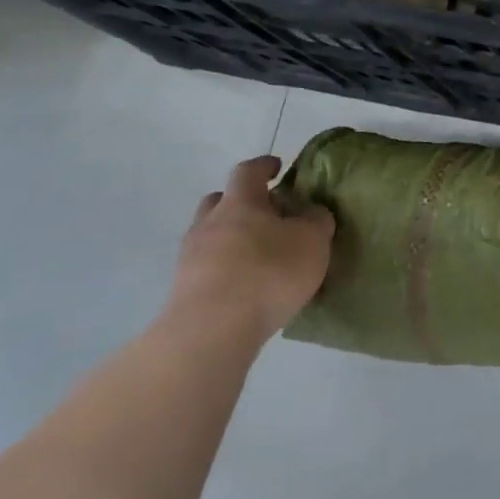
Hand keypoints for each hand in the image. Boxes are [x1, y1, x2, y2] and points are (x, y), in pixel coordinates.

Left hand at [170, 155, 334, 340]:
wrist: (211, 331)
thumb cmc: (268, 272)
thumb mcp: (312, 241)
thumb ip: (316, 221)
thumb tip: (310, 213)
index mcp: (240, 203)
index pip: (248, 172)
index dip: (264, 166)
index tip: (277, 167)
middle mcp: (209, 224)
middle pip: (220, 201)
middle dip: (241, 202)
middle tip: (266, 213)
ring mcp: (190, 258)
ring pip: (211, 236)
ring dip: (231, 239)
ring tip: (258, 256)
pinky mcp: (183, 291)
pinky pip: (207, 268)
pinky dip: (225, 269)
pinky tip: (245, 286)